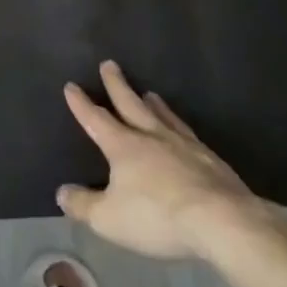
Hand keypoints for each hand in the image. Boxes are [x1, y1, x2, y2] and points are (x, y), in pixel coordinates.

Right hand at [57, 60, 273, 260]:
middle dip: (117, 85)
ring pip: (163, 116)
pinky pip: (188, 134)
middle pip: (131, 104)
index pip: (96, 119)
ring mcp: (184, 146)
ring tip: (149, 93)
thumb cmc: (158, 217)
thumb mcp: (109, 219)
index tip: (71, 85)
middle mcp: (152, 137)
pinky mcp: (211, 160)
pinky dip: (179, 125)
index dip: (81, 103)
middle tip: (109, 64)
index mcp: (124, 146)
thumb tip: (62, 193)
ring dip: (153, 103)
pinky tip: (183, 131)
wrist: (223, 222)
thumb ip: (83, 205)